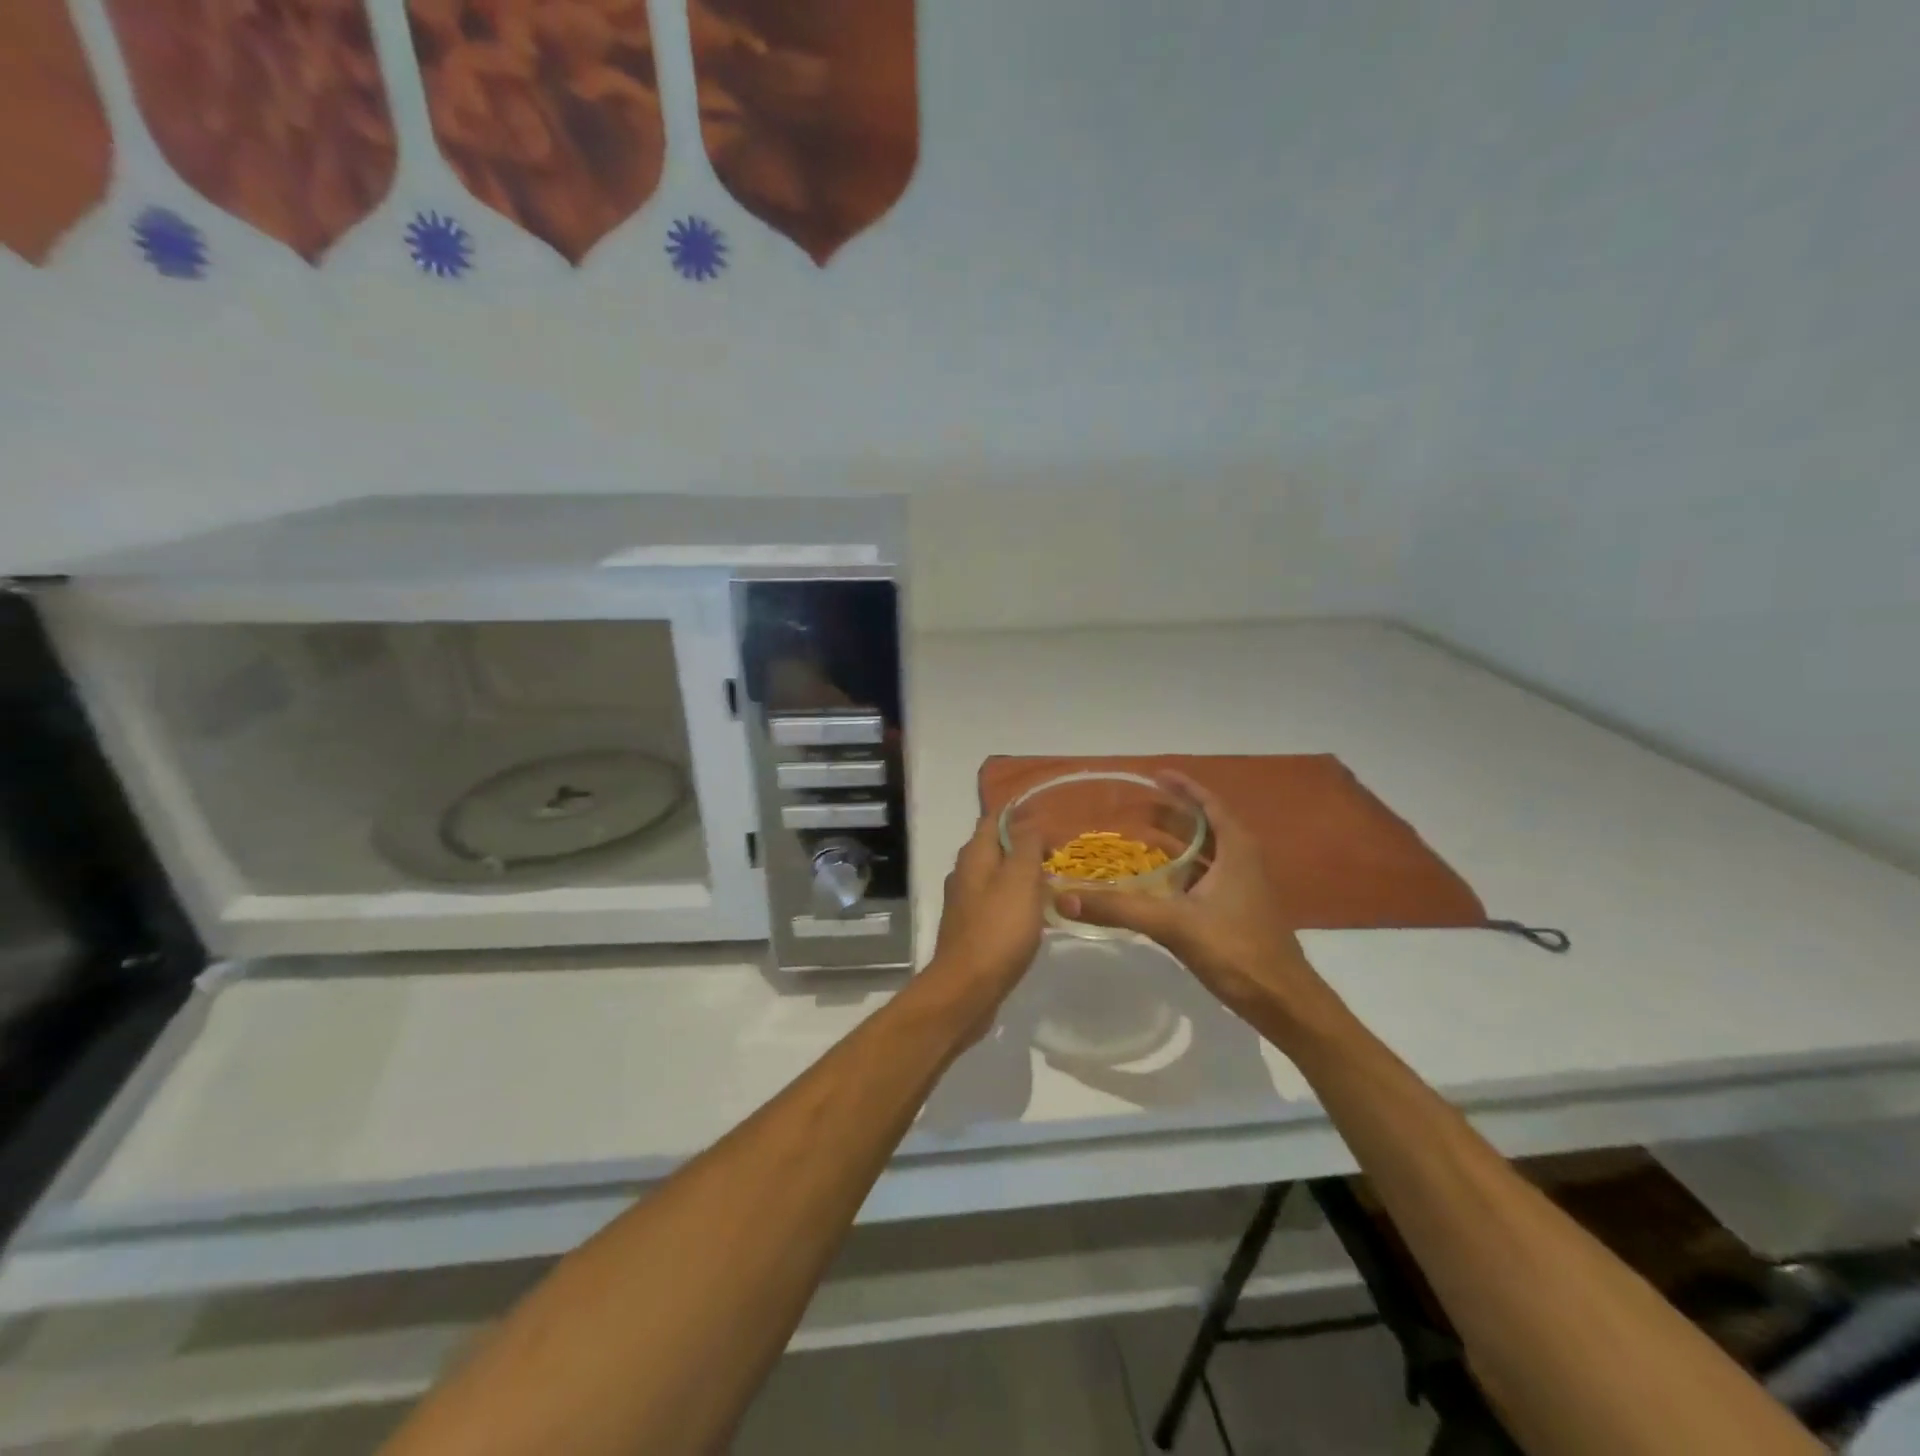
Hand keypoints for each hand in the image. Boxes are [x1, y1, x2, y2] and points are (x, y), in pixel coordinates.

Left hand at [923, 814, 1046, 1036]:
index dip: (1022, 816)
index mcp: (974, 856)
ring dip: (1023, 877)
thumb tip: (1030, 823)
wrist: (967, 989)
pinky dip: (1017, 903)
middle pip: (996, 848)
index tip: (1051, 822)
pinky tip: (1037, 916)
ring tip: (1054, 884)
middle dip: (1025, 847)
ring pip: (998, 878)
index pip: (995, 819)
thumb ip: (1026, 846)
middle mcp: (965, 874)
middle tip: (1059, 855)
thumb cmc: (998, 929)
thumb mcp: (1020, 879)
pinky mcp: (971, 930)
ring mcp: (965, 903)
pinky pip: (997, 905)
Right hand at [1059, 773, 1348, 1046]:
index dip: (1185, 788)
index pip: (1210, 805)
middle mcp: (1243, 862)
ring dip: (1178, 843)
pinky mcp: (1237, 913)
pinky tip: (1157, 884)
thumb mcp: (1173, 925)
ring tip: (1140, 837)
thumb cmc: (1237, 951)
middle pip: (1207, 827)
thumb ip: (1119, 909)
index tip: (1157, 775)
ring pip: (1207, 854)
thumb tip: (1064, 897)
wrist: (1284, 1003)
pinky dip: (1181, 872)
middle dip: (1174, 814)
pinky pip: (1205, 878)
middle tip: (1137, 806)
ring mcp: (1243, 889)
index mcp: (1237, 851)